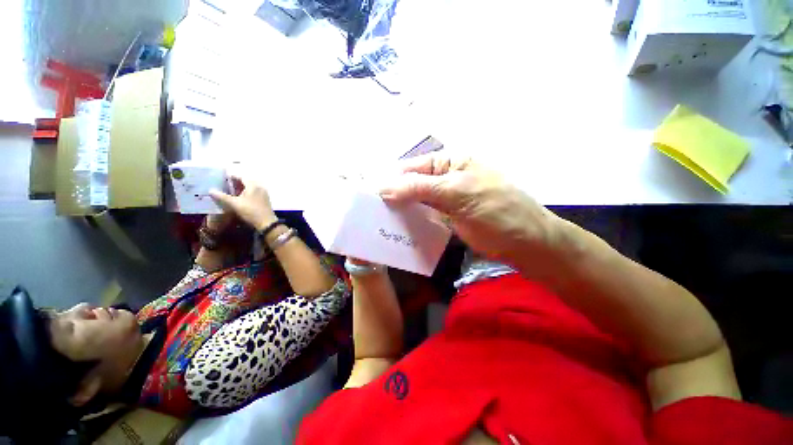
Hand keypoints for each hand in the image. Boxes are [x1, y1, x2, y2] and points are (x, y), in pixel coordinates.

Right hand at [210, 175, 276, 231]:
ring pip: (250, 188)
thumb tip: (210, 190)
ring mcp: (263, 194)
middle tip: (224, 184)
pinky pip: (254, 193)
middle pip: (246, 182)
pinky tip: (239, 198)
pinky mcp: (264, 200)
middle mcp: (260, 187)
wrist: (266, 222)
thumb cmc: (250, 211)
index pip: (241, 177)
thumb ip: (222, 196)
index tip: (222, 177)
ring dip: (240, 188)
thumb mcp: (234, 204)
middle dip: (235, 182)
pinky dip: (246, 193)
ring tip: (229, 191)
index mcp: (253, 185)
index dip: (232, 176)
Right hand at [379, 155, 564, 269]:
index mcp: (451, 162)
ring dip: (401, 208)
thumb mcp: (457, 193)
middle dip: (394, 194)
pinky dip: (412, 219)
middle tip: (371, 209)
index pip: (413, 167)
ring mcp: (447, 198)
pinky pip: (425, 214)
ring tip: (379, 219)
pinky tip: (398, 226)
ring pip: (417, 199)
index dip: (391, 179)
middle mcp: (447, 177)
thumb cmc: (496, 212)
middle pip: (413, 183)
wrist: (526, 243)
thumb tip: (384, 187)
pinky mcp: (448, 216)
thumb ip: (419, 188)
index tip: (368, 194)